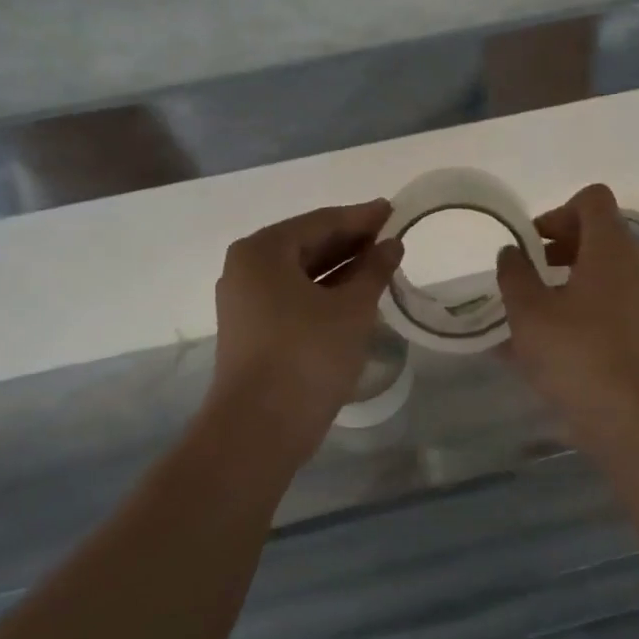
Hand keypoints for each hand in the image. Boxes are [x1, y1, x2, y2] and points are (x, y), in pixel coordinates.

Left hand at [208, 200, 402, 453]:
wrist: (259, 428)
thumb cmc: (307, 355)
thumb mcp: (352, 309)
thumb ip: (373, 270)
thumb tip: (391, 244)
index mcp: (263, 251)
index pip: (321, 222)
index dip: (361, 217)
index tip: (393, 210)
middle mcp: (246, 269)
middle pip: (307, 244)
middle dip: (351, 241)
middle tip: (391, 236)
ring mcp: (245, 302)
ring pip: (301, 273)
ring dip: (340, 268)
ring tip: (380, 264)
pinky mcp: (252, 330)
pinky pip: (293, 297)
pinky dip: (324, 292)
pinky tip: (354, 295)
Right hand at [496, 183, 638, 442]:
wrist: (627, 416)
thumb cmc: (575, 353)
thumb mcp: (528, 311)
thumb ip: (514, 273)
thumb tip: (511, 252)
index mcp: (609, 249)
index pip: (592, 199)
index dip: (558, 210)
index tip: (531, 242)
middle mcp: (631, 266)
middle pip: (596, 233)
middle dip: (556, 245)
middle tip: (525, 270)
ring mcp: (638, 300)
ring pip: (598, 271)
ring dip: (563, 279)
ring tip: (526, 307)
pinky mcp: (636, 332)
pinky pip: (601, 304)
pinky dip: (573, 308)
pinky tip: (539, 342)